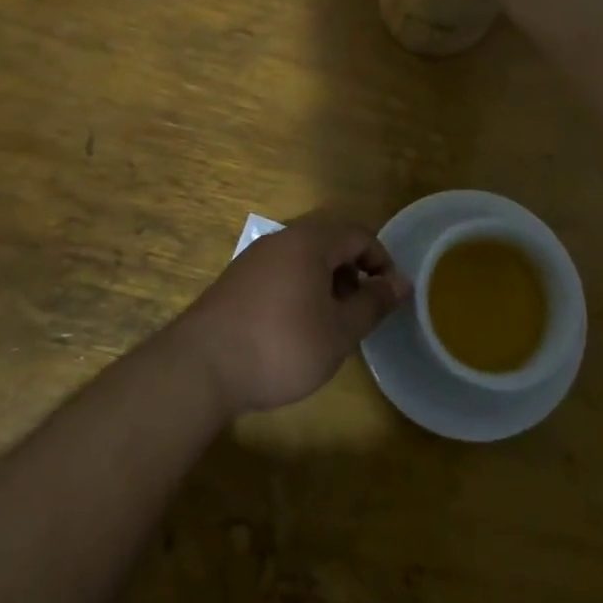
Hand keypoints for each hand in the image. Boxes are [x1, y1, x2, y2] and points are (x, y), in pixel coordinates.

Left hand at [174, 219, 408, 415]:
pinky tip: (295, 328)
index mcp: (310, 242)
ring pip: (304, 259)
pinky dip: (300, 290)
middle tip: (360, 311)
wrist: (200, 367)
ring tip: (330, 323)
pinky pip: (280, 273)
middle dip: (353, 273)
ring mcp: (254, 259)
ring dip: (326, 283)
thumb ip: (373, 304)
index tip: (389, 296)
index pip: (359, 235)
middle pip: (330, 243)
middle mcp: (281, 239)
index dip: (381, 261)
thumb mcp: (339, 331)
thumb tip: (402, 283)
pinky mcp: (235, 282)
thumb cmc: (281, 346)